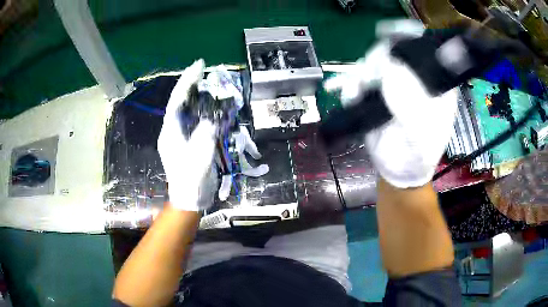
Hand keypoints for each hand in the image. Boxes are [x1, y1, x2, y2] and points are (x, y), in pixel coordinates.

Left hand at [158, 59, 217, 210]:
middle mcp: (172, 130)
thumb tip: (210, 119)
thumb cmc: (192, 180)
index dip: (187, 81)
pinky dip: (202, 110)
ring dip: (196, 96)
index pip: (177, 100)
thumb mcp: (200, 157)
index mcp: (171, 132)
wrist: (189, 198)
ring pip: (186, 110)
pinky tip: (211, 105)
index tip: (198, 65)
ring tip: (208, 83)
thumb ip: (205, 135)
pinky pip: (194, 120)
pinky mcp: (187, 142)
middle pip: (180, 102)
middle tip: (204, 71)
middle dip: (190, 85)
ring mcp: (179, 136)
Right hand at [325, 32, 457, 187]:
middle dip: (378, 57)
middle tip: (370, 75)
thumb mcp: (421, 135)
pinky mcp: (375, 92)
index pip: (423, 47)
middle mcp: (413, 77)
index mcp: (432, 82)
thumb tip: (390, 68)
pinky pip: (358, 80)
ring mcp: (392, 83)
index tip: (388, 32)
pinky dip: (348, 84)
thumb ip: (410, 104)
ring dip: (361, 72)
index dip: (407, 34)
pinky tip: (342, 91)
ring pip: (373, 63)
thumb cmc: (418, 155)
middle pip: (393, 50)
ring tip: (356, 90)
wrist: (398, 170)